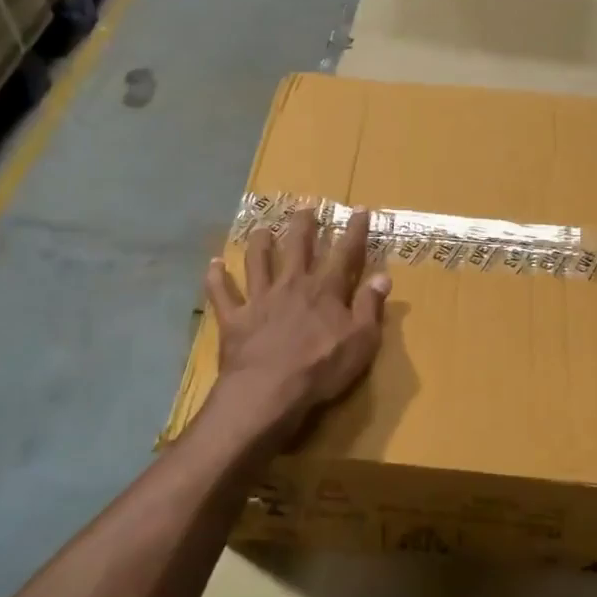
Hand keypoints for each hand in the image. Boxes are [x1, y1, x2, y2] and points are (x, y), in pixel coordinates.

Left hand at [204, 208, 390, 444]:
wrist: (268, 391)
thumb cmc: (321, 368)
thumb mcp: (361, 341)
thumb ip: (370, 307)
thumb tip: (382, 276)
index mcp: (325, 290)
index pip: (344, 253)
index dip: (354, 230)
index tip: (358, 209)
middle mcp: (291, 284)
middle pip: (297, 246)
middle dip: (303, 224)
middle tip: (305, 205)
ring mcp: (259, 299)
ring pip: (257, 261)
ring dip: (259, 243)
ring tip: (261, 228)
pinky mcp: (234, 318)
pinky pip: (221, 293)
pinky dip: (215, 277)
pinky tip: (213, 264)